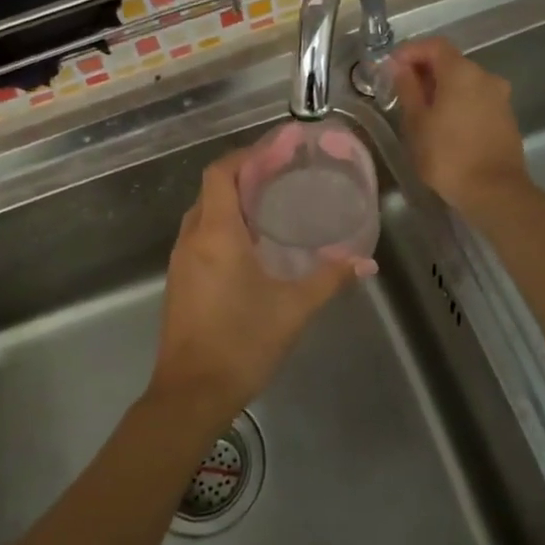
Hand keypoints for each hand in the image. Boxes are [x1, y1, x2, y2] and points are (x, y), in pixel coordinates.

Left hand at [151, 150, 357, 419]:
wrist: (190, 394)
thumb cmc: (242, 343)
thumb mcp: (293, 309)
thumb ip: (329, 279)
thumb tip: (365, 262)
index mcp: (216, 234)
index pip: (221, 173)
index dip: (246, 156)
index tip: (276, 151)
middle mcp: (192, 238)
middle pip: (211, 189)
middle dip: (243, 176)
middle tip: (280, 176)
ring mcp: (180, 261)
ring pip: (203, 213)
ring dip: (231, 202)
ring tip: (270, 205)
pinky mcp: (179, 281)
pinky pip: (200, 237)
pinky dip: (222, 226)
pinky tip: (251, 245)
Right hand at [390, 36, 530, 214]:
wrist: (494, 191)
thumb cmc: (447, 155)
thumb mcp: (416, 122)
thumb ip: (408, 89)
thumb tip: (401, 68)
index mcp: (462, 72)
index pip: (434, 45)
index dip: (410, 51)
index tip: (390, 67)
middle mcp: (485, 76)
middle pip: (451, 62)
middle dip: (424, 71)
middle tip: (401, 90)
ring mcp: (499, 97)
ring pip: (464, 82)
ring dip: (441, 88)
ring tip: (420, 110)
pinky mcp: (505, 117)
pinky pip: (476, 99)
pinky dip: (458, 102)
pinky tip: (443, 124)